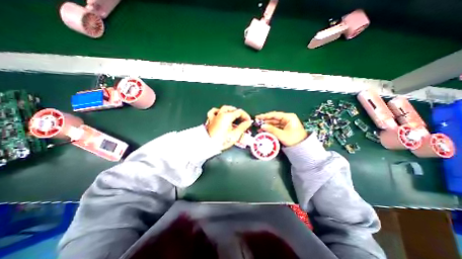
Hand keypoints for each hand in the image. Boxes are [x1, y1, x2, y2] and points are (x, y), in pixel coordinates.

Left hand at [206, 104, 251, 148]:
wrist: (208, 145)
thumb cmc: (222, 141)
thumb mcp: (234, 135)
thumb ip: (242, 127)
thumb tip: (248, 122)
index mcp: (227, 116)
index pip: (239, 112)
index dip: (245, 116)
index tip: (249, 122)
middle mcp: (220, 114)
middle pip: (232, 108)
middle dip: (239, 113)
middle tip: (243, 119)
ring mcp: (215, 116)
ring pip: (223, 108)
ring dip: (230, 110)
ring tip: (234, 115)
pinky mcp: (210, 120)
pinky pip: (214, 112)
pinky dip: (218, 111)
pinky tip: (220, 114)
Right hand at [257, 112, 305, 146]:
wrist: (303, 147)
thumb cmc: (294, 139)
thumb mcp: (282, 135)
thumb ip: (271, 129)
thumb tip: (261, 126)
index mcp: (288, 117)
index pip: (274, 115)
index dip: (265, 116)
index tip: (258, 117)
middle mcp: (287, 118)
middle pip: (274, 118)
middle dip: (265, 121)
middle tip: (256, 122)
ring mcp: (286, 123)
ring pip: (274, 122)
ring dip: (267, 125)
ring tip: (259, 128)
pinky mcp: (285, 127)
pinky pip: (276, 126)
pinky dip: (270, 128)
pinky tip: (264, 130)